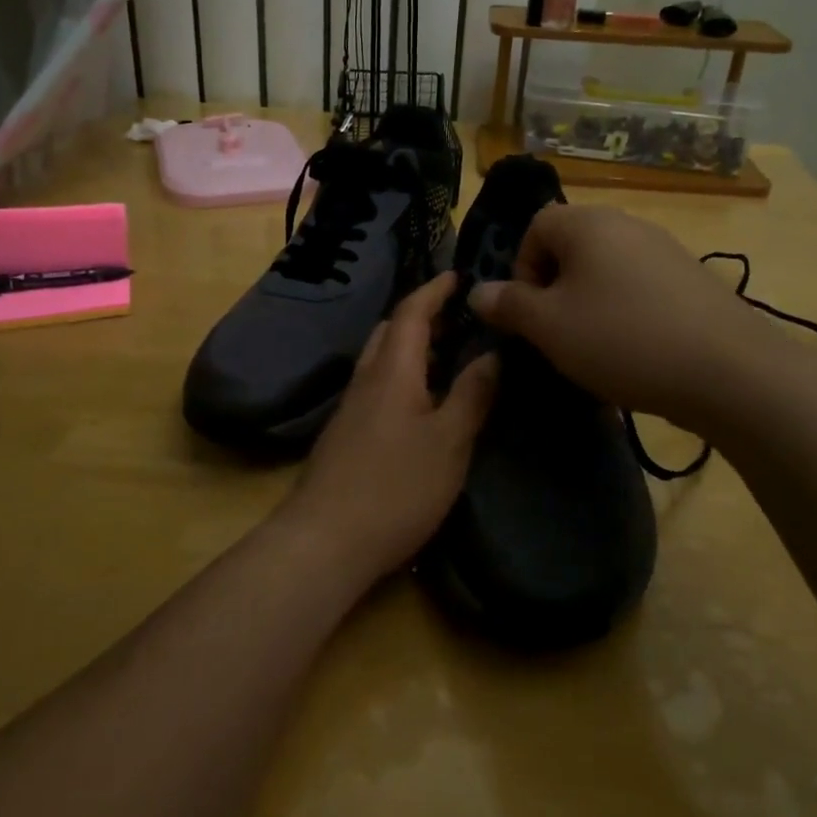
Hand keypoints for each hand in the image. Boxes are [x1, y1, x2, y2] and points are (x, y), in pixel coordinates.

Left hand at [278, 273, 499, 581]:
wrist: (325, 541)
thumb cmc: (395, 487)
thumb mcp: (449, 442)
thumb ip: (471, 395)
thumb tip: (492, 354)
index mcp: (392, 371)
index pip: (411, 313)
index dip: (433, 290)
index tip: (457, 275)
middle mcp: (366, 381)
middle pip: (390, 332)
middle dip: (422, 317)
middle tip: (457, 319)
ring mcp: (350, 410)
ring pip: (381, 361)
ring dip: (411, 348)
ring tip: (447, 358)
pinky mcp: (345, 437)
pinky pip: (376, 387)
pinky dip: (402, 377)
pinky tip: (421, 405)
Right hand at [467, 203, 750, 428]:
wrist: (728, 370)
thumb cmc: (621, 339)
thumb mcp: (549, 327)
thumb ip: (509, 305)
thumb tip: (478, 291)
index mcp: (587, 223)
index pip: (535, 227)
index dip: (522, 269)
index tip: (530, 314)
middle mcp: (627, 224)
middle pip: (572, 247)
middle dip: (555, 290)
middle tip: (558, 334)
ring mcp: (666, 249)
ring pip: (606, 270)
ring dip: (589, 304)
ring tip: (595, 349)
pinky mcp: (692, 279)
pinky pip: (640, 288)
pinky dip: (626, 313)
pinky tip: (636, 352)